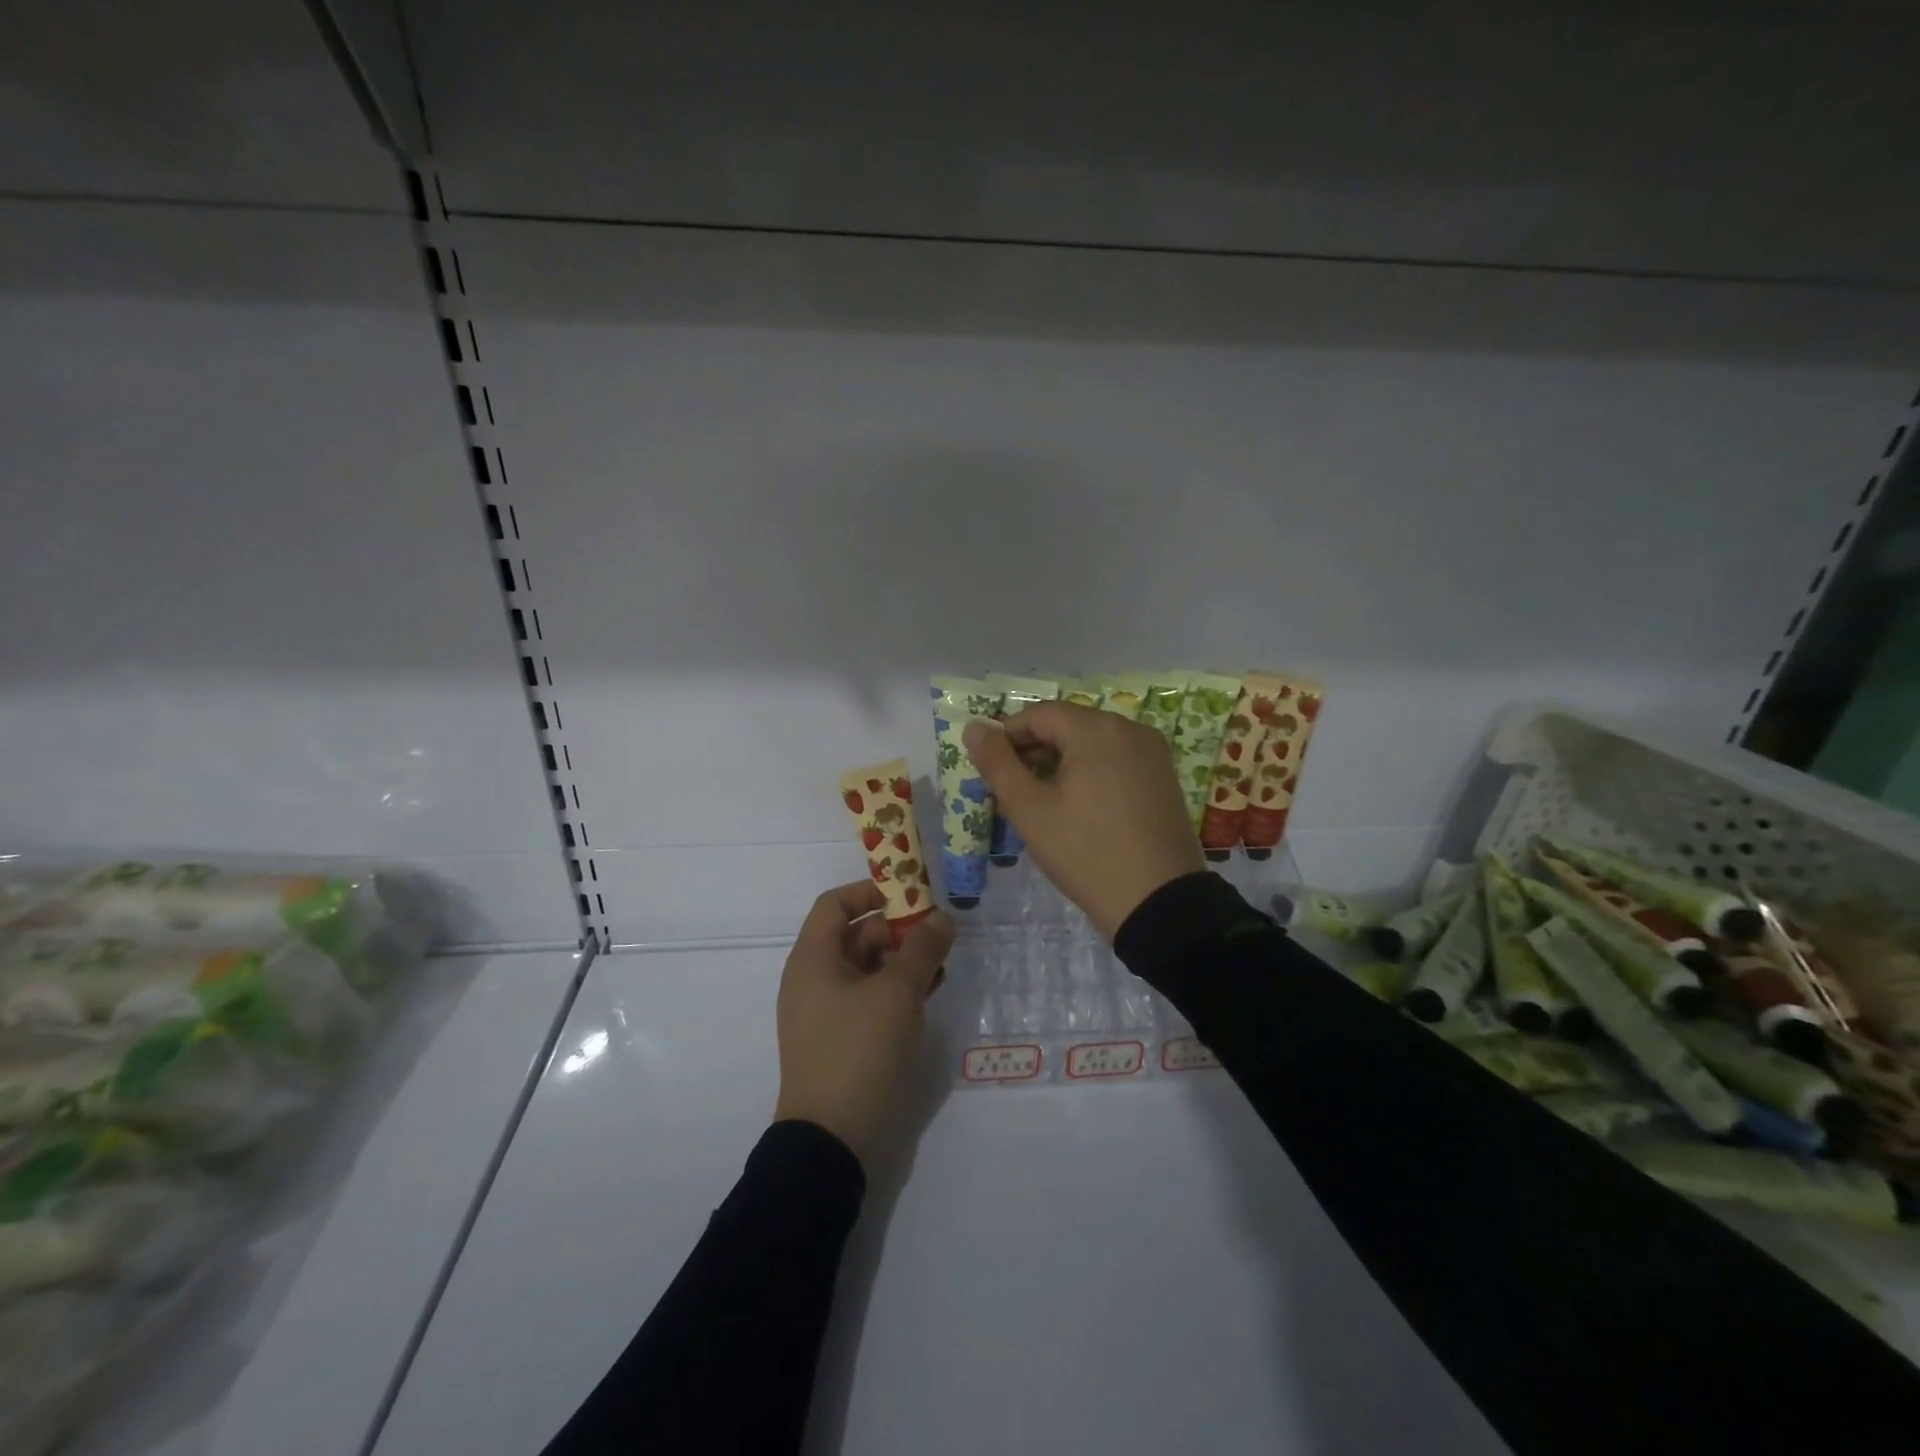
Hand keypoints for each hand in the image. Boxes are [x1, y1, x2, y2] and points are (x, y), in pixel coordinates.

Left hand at [773, 882, 954, 1172]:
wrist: (832, 1141)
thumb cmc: (859, 1050)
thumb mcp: (897, 992)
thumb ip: (922, 949)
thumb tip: (942, 917)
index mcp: (812, 959)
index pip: (835, 904)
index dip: (871, 891)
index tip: (911, 894)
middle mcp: (813, 980)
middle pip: (854, 935)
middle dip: (897, 930)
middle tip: (938, 934)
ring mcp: (826, 1013)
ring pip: (867, 969)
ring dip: (902, 962)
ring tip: (941, 966)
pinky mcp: (842, 1041)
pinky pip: (869, 1000)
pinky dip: (897, 991)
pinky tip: (928, 995)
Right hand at [964, 705, 1203, 939]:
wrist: (1159, 903)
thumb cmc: (1086, 852)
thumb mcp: (1030, 810)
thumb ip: (997, 764)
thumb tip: (974, 728)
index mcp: (1097, 729)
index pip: (1039, 715)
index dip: (1007, 736)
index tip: (989, 769)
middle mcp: (1130, 729)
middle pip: (1068, 726)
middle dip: (1033, 751)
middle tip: (1010, 790)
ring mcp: (1152, 753)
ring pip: (1092, 744)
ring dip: (1060, 763)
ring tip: (1040, 802)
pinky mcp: (1163, 778)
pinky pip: (1116, 762)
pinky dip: (1089, 774)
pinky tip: (1077, 808)